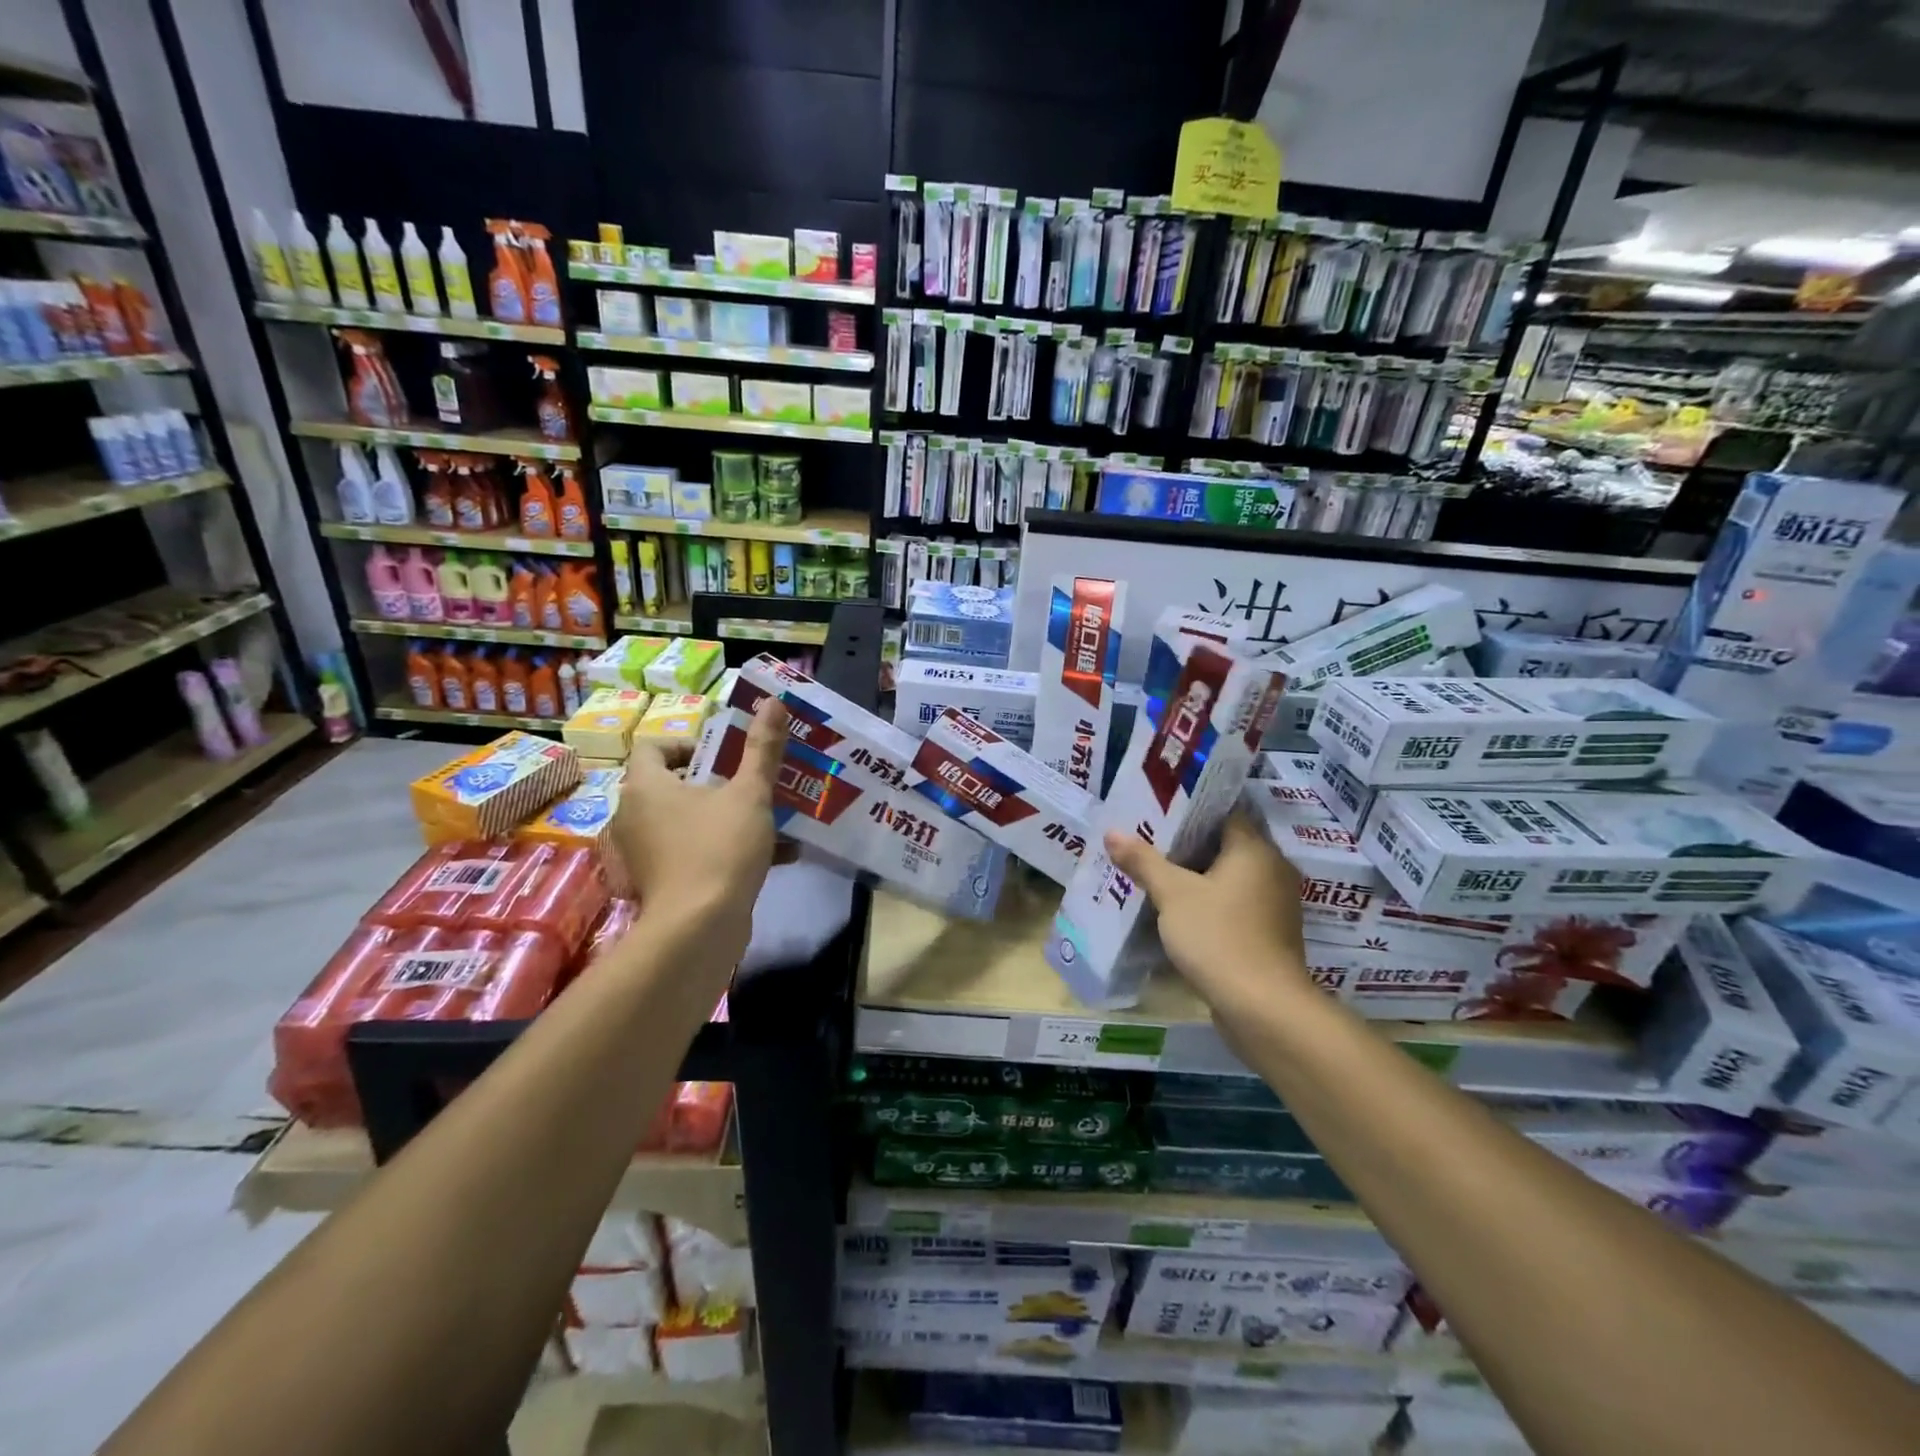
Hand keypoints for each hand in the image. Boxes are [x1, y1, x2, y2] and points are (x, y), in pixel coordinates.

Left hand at [612, 697, 788, 958]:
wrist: (699, 928)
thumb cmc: (719, 848)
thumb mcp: (750, 793)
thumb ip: (762, 748)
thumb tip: (774, 701)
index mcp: (645, 786)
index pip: (654, 746)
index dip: (688, 744)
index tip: (724, 756)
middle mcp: (634, 816)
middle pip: (671, 784)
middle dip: (715, 782)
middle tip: (749, 783)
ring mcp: (643, 852)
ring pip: (686, 821)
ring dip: (724, 816)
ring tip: (766, 818)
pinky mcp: (658, 882)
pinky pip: (692, 852)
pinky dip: (723, 849)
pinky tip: (774, 855)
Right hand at [1104, 812, 1310, 1017]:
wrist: (1263, 1008)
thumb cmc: (1219, 937)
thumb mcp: (1173, 895)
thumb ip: (1143, 861)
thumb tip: (1112, 832)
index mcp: (1255, 850)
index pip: (1225, 813)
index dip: (1190, 810)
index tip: (1157, 811)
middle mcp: (1273, 869)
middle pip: (1225, 845)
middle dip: (1187, 844)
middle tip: (1147, 840)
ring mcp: (1274, 904)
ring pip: (1230, 877)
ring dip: (1197, 876)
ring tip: (1156, 873)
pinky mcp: (1269, 933)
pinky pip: (1235, 904)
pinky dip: (1210, 902)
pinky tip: (1178, 909)